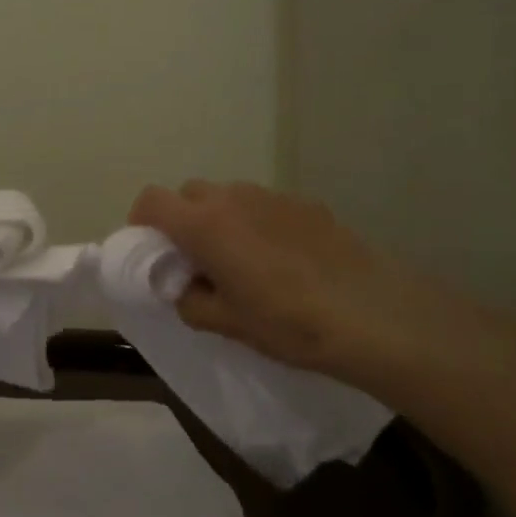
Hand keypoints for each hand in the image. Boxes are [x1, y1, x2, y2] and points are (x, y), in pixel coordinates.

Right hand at [128, 180, 495, 388]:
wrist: (373, 314)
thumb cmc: (287, 321)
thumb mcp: (226, 323)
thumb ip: (190, 301)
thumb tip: (185, 287)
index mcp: (204, 224)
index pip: (151, 200)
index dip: (142, 222)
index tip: (153, 252)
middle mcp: (233, 198)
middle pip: (189, 194)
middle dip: (183, 220)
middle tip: (198, 259)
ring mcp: (272, 196)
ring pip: (229, 197)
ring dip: (222, 219)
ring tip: (243, 260)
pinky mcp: (306, 204)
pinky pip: (265, 206)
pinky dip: (258, 223)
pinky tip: (284, 259)